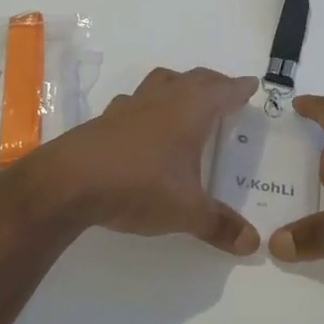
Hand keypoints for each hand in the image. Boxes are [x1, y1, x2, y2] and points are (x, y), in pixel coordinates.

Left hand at [18, 67, 261, 255]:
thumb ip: (219, 225)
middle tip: (226, 91)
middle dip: (213, 83)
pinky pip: (134, 102)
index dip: (238, 88)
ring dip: (178, 85)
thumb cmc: (139, 186)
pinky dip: (148, 105)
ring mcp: (130, 106)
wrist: (71, 181)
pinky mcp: (105, 119)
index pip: (222, 91)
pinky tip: (144, 124)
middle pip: (193, 79)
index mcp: (190, 111)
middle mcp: (162, 100)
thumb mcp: (186, 211)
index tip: (250, 85)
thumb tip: (252, 243)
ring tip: (186, 98)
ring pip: (161, 82)